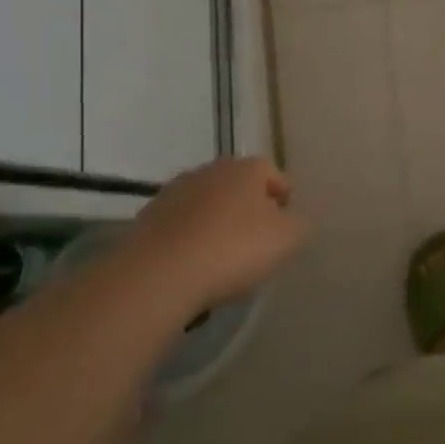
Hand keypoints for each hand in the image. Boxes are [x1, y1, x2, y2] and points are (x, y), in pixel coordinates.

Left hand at [129, 156, 306, 307]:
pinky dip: (189, 240)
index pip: (272, 172)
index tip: (286, 223)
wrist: (158, 274)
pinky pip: (180, 227)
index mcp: (246, 168)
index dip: (283, 196)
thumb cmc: (232, 249)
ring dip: (216, 223)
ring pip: (206, 205)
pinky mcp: (146, 219)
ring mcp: (173, 192)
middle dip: (248, 208)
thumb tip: (292, 221)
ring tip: (222, 258)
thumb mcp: (286, 239)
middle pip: (237, 186)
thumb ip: (298, 225)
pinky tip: (193, 267)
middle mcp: (209, 170)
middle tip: (256, 241)